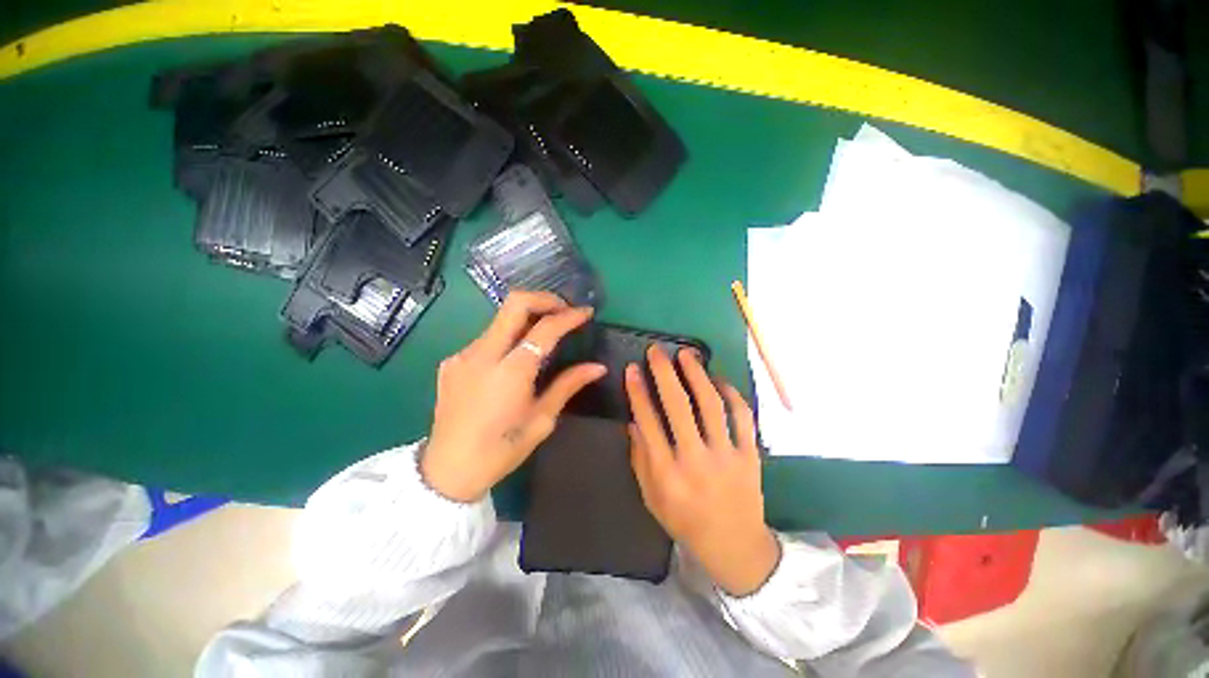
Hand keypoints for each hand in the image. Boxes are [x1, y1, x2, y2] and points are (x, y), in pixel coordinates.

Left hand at [422, 291, 605, 502]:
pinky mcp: (451, 361)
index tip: (586, 313)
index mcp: (511, 372)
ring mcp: (463, 355)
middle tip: (563, 310)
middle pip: (515, 303)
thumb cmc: (502, 449)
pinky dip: (507, 337)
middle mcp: (483, 354)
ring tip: (544, 334)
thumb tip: (598, 367)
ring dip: (526, 318)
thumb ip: (568, 385)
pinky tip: (513, 359)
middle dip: (544, 299)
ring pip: (499, 319)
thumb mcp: (542, 419)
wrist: (448, 471)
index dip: (569, 316)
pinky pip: (486, 338)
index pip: (545, 329)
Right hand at [625, 346, 778, 595]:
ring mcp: (727, 456)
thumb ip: (640, 458)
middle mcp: (696, 461)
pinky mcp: (750, 455)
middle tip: (656, 351)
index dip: (637, 392)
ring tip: (687, 354)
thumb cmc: (685, 522)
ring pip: (712, 405)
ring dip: (697, 375)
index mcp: (667, 474)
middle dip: (664, 373)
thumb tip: (633, 420)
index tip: (631, 369)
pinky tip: (719, 379)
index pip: (648, 423)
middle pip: (678, 406)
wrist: (735, 546)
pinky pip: (743, 417)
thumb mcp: (651, 497)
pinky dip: (732, 394)